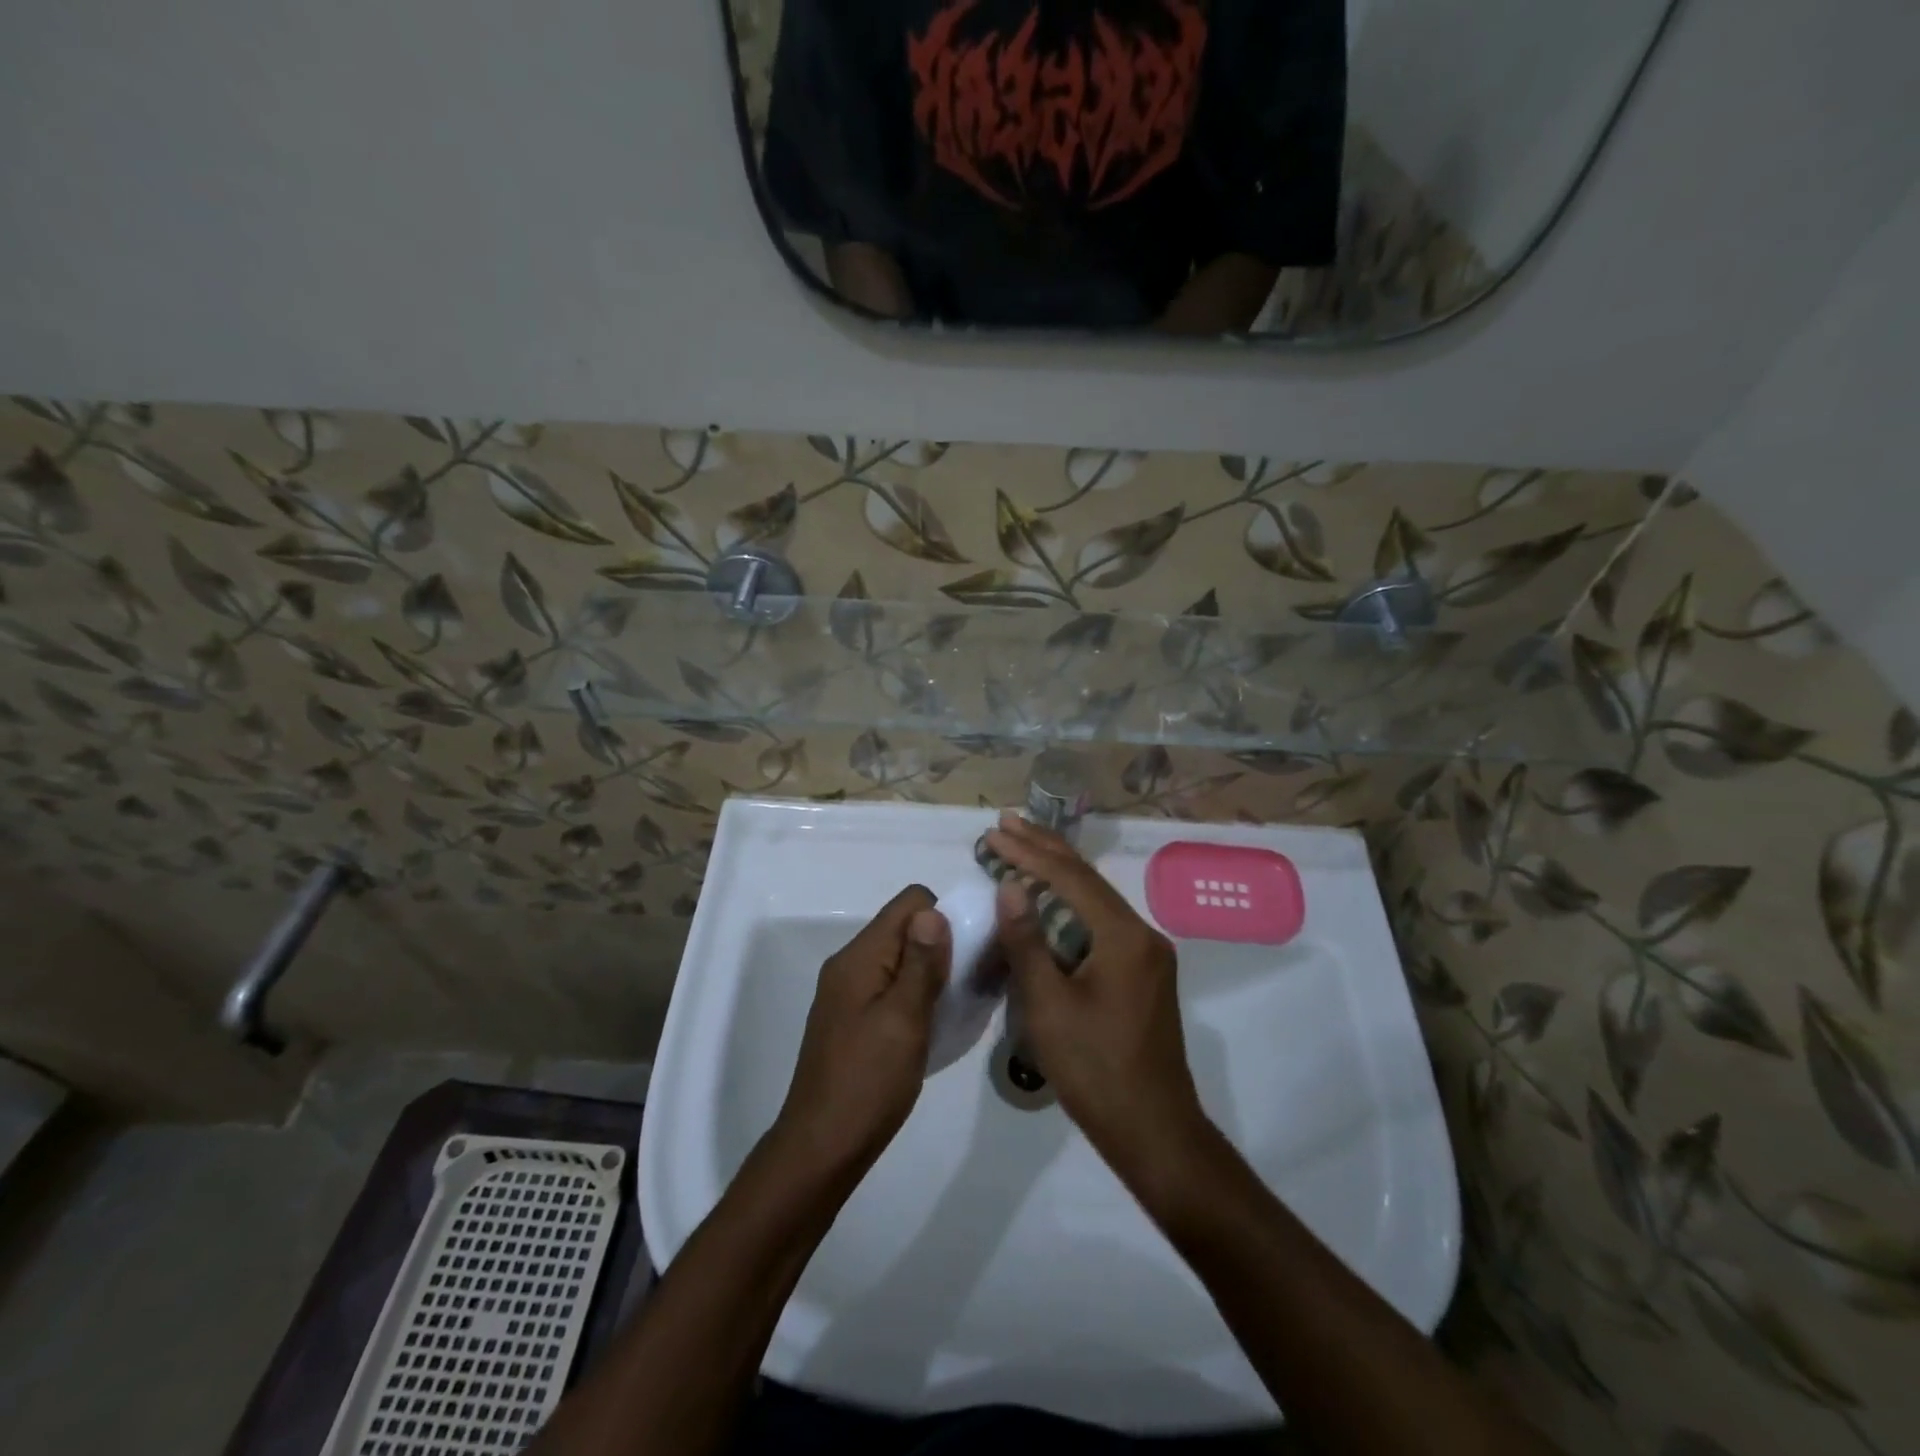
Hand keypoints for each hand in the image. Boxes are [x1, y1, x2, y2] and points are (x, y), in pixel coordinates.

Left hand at [772, 885, 948, 1182]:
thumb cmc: (868, 1083)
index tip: (969, 952)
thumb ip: (921, 964)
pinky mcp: (853, 1017)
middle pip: (904, 928)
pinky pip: (892, 985)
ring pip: (900, 958)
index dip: (945, 916)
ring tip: (959, 1003)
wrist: (822, 1148)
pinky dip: (917, 993)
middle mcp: (851, 964)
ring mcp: (849, 992)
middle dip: (942, 943)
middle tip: (971, 981)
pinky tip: (935, 1022)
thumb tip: (934, 911)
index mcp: (859, 957)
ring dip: (932, 971)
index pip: (909, 902)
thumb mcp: (904, 1020)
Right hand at [987, 815, 1207, 1179]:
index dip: (1028, 853)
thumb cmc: (1095, 1070)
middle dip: (1044, 849)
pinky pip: (1100, 922)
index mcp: (1123, 936)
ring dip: (1056, 874)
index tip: (993, 833)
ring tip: (1021, 848)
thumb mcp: (1049, 1006)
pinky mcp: (1141, 973)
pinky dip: (1069, 904)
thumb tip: (1009, 885)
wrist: (1154, 1130)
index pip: (1069, 878)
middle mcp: (1142, 934)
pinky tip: (1048, 900)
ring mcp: (1146, 954)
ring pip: (1095, 899)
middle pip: (1087, 879)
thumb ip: (1027, 941)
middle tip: (1005, 823)